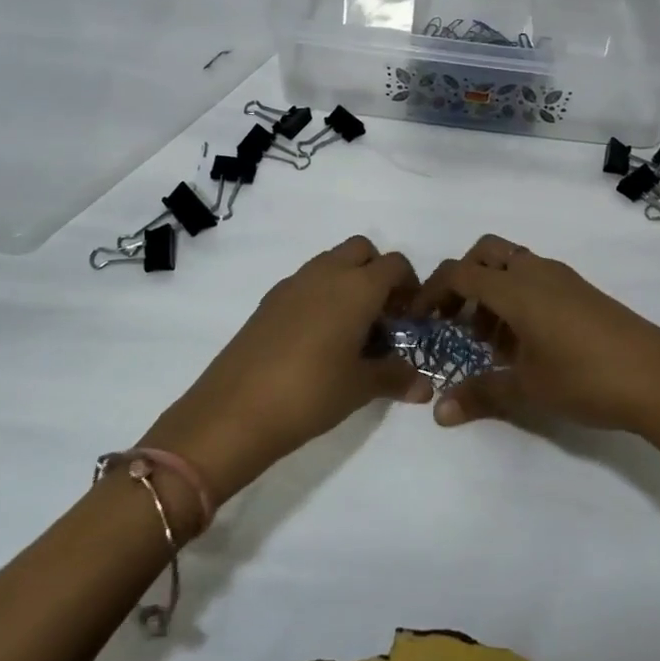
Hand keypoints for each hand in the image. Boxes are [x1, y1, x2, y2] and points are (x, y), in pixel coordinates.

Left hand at [143, 237, 432, 513]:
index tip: (410, 318)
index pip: (395, 265)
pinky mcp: (269, 301)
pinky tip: (317, 339)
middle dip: (377, 273)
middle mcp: (326, 273)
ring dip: (348, 282)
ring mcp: (293, 284)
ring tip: (351, 330)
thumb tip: (424, 386)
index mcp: (357, 287)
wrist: (235, 410)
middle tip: (382, 316)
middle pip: (362, 250)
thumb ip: (395, 378)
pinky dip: (320, 296)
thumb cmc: (311, 393)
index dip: (409, 286)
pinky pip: (306, 283)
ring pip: (330, 262)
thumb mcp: (360, 388)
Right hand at [409, 235, 659, 486]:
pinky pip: (537, 280)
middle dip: (463, 280)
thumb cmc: (585, 378)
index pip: (460, 273)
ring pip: (514, 266)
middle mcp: (537, 272)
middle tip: (456, 320)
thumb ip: (480, 393)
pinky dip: (518, 298)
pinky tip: (525, 343)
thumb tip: (439, 413)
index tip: (419, 318)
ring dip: (493, 291)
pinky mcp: (583, 292)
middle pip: (486, 253)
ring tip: (491, 341)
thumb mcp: (527, 388)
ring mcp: (564, 279)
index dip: (432, 291)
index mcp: (517, 288)